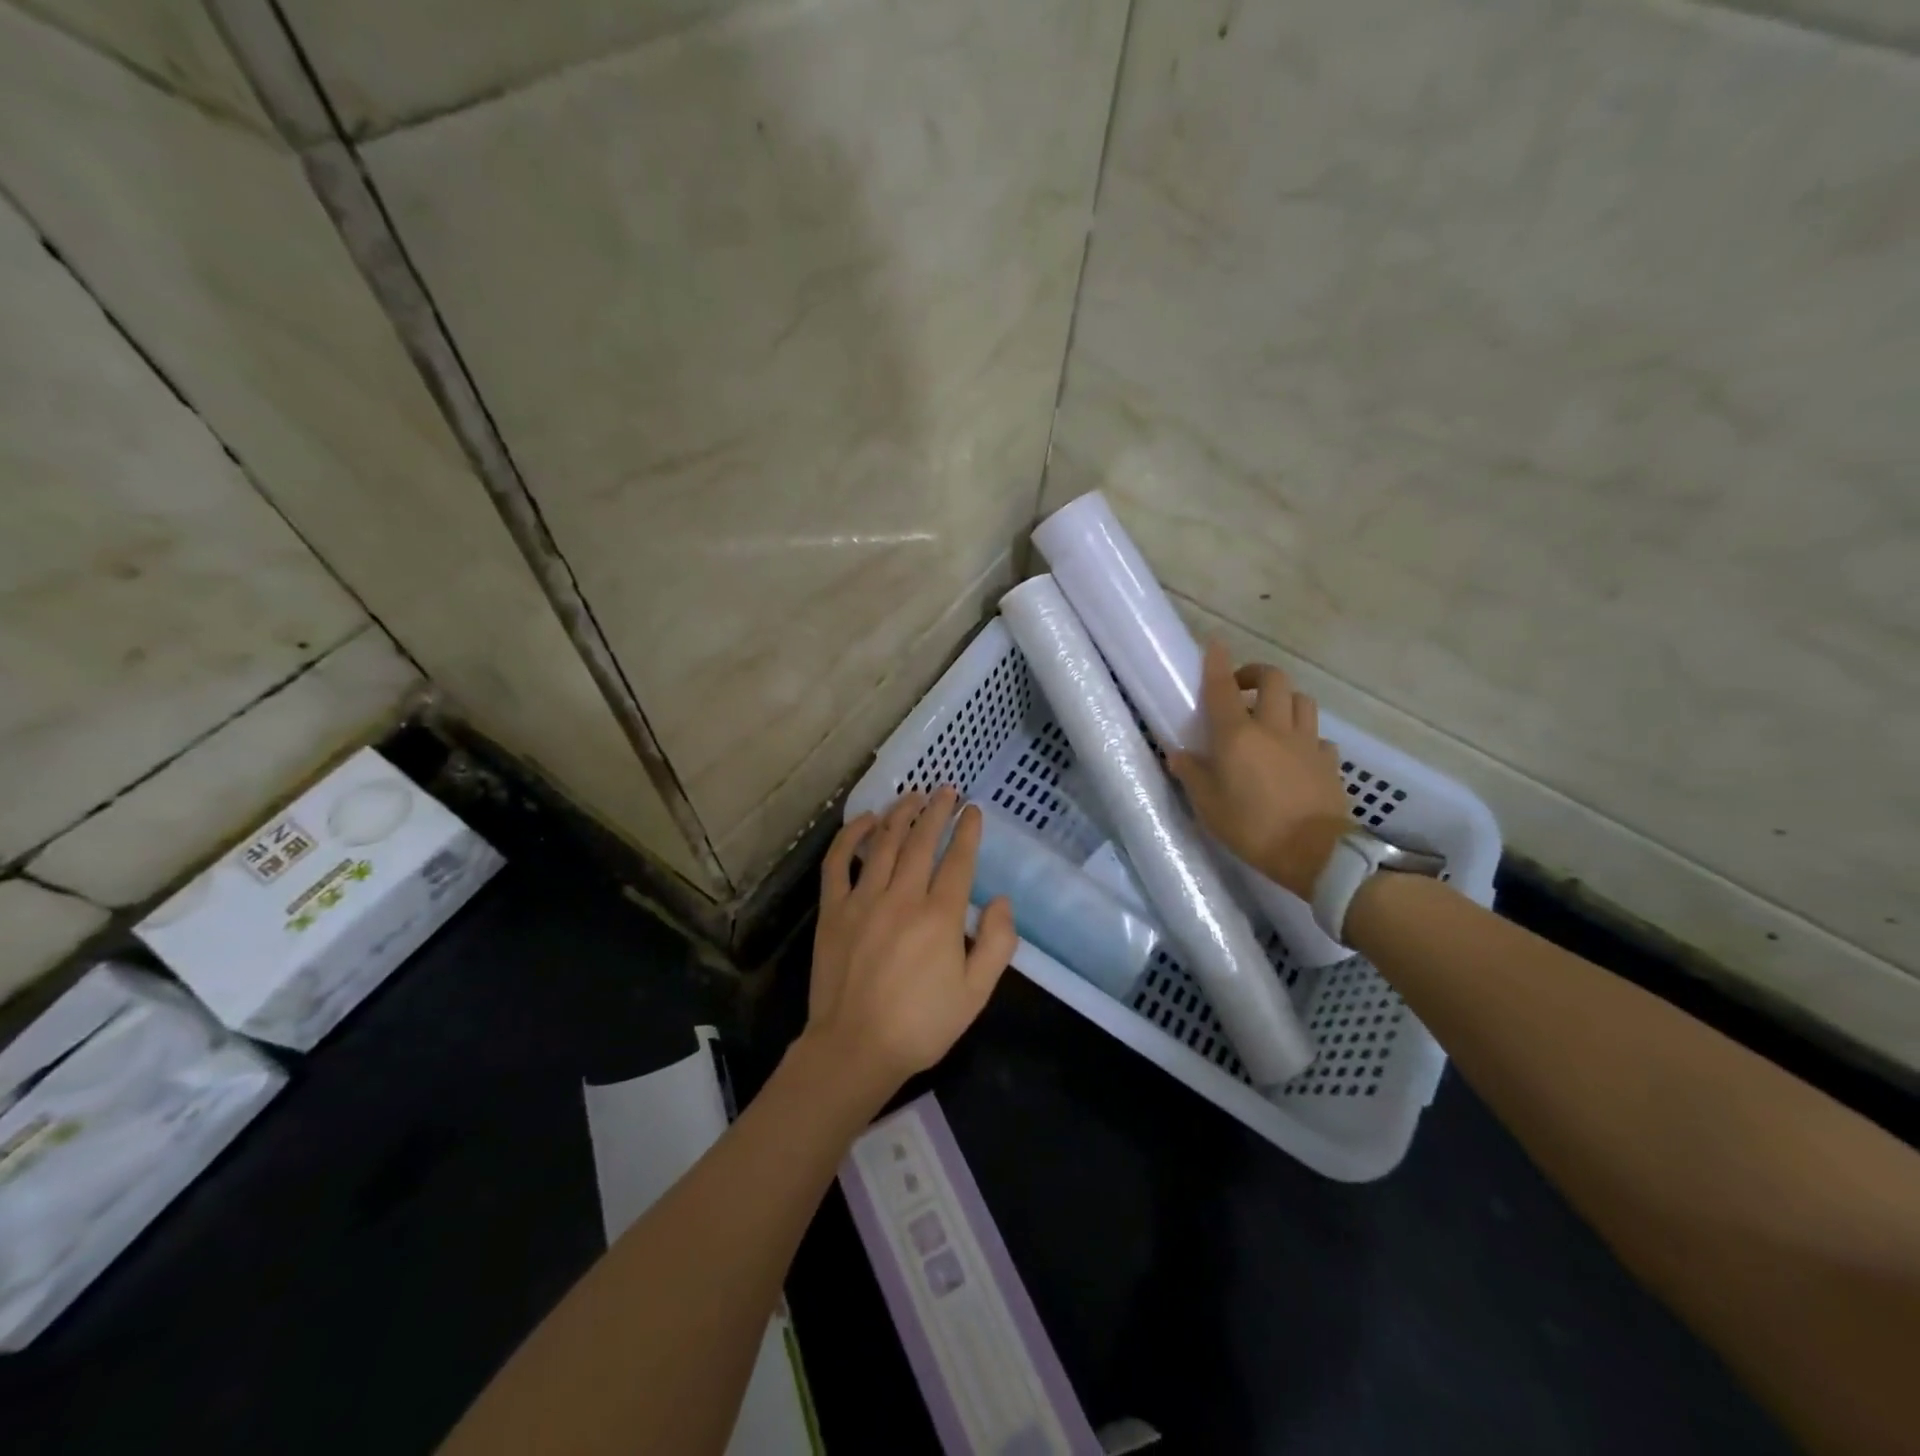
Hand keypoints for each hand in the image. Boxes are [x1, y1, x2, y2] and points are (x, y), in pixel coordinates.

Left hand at [805, 787, 1016, 1102]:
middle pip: (921, 841)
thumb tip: (1002, 900)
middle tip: (946, 789)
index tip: (973, 810)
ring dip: (900, 814)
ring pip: (883, 843)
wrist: (855, 1049)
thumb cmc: (921, 1025)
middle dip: (937, 811)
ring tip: (913, 796)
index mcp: (940, 917)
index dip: (968, 831)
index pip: (958, 860)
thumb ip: (997, 944)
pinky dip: (851, 836)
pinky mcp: (833, 910)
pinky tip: (865, 820)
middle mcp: (902, 897)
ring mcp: (863, 900)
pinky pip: (838, 862)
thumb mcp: (976, 993)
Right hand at [1168, 641, 1353, 898]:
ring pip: (1302, 700)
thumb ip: (1192, 774)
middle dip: (1256, 674)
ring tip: (1271, 715)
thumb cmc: (1252, 828)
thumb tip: (1177, 753)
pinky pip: (1318, 736)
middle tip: (1241, 689)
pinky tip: (1296, 753)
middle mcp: (1274, 729)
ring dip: (1284, 699)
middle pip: (1273, 680)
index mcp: (1238, 736)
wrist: (1315, 853)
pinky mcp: (1329, 761)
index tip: (1215, 644)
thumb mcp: (1208, 806)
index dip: (1217, 663)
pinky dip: (1305, 735)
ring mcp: (1307, 743)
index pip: (1222, 689)